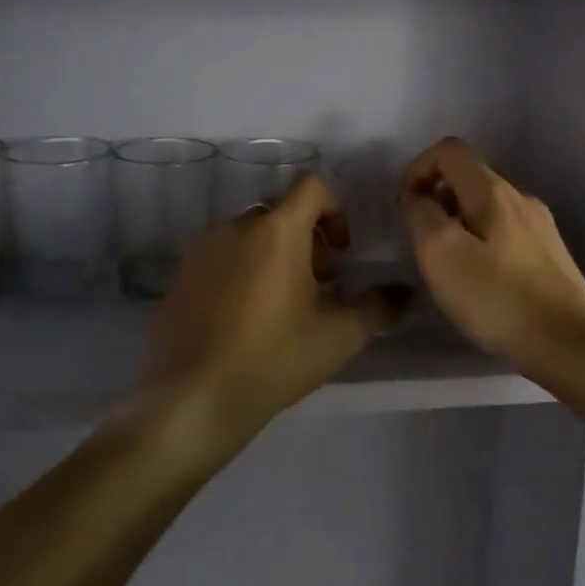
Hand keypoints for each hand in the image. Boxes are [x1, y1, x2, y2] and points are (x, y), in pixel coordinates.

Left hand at [143, 173, 411, 444]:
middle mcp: (237, 226)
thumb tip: (404, 292)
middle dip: (307, 237)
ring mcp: (202, 249)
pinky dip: (242, 269)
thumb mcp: (340, 336)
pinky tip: (245, 317)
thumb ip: (379, 306)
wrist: (193, 400)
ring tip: (282, 303)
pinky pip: (222, 255)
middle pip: (282, 210)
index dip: (335, 209)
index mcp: (277, 230)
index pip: (312, 185)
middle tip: (318, 283)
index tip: (340, 251)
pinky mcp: (180, 274)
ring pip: (250, 233)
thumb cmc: (274, 359)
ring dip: (274, 253)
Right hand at [399, 138, 584, 369]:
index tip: (405, 207)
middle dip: (437, 200)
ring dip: (458, 225)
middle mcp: (521, 198)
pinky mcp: (550, 255)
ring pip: (487, 208)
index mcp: (493, 191)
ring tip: (448, 267)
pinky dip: (481, 244)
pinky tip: (480, 283)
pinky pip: (505, 234)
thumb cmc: (498, 298)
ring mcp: (540, 227)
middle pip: (469, 179)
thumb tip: (416, 198)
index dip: (419, 169)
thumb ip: (421, 216)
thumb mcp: (442, 255)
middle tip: (421, 243)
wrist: (570, 342)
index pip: (450, 151)